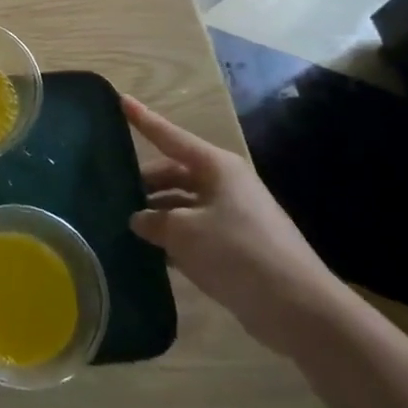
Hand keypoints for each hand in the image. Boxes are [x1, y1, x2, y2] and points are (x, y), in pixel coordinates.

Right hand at [121, 96, 350, 355]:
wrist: (298, 308)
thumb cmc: (237, 253)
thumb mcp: (183, 233)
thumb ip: (153, 220)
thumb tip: (138, 219)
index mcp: (216, 167)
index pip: (169, 136)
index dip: (143, 119)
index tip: (119, 99)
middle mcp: (224, 184)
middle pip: (173, 173)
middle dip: (143, 183)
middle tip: (108, 194)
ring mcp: (231, 215)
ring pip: (181, 204)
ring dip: (156, 214)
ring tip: (120, 226)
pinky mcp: (234, 245)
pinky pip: (193, 231)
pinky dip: (171, 238)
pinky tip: (146, 252)